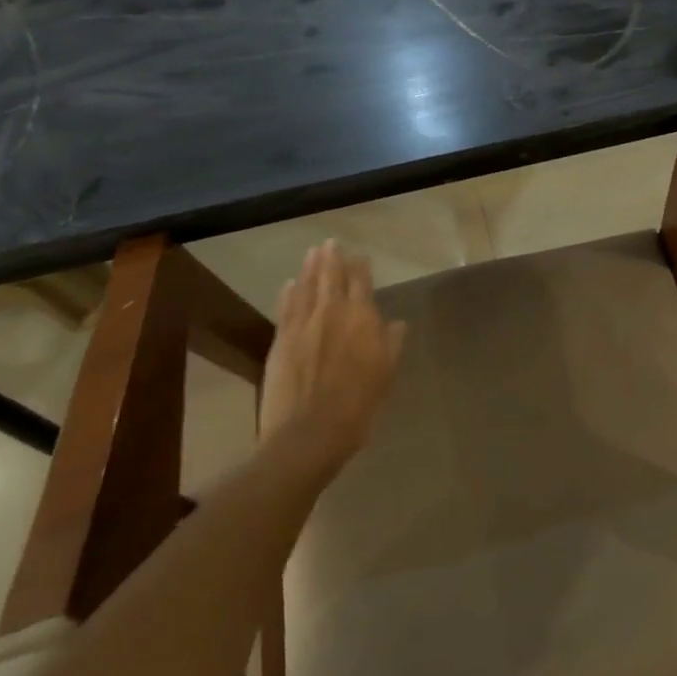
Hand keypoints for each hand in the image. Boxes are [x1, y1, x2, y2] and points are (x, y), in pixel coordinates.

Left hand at [258, 241, 406, 477]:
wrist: (309, 433)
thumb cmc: (357, 406)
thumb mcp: (385, 375)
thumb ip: (391, 344)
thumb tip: (395, 323)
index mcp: (362, 319)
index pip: (361, 283)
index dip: (360, 267)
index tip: (360, 257)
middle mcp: (332, 313)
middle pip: (331, 277)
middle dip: (332, 258)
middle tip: (330, 242)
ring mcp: (303, 324)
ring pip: (307, 286)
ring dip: (310, 267)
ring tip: (313, 252)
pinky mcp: (281, 339)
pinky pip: (286, 307)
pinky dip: (290, 292)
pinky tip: (291, 283)